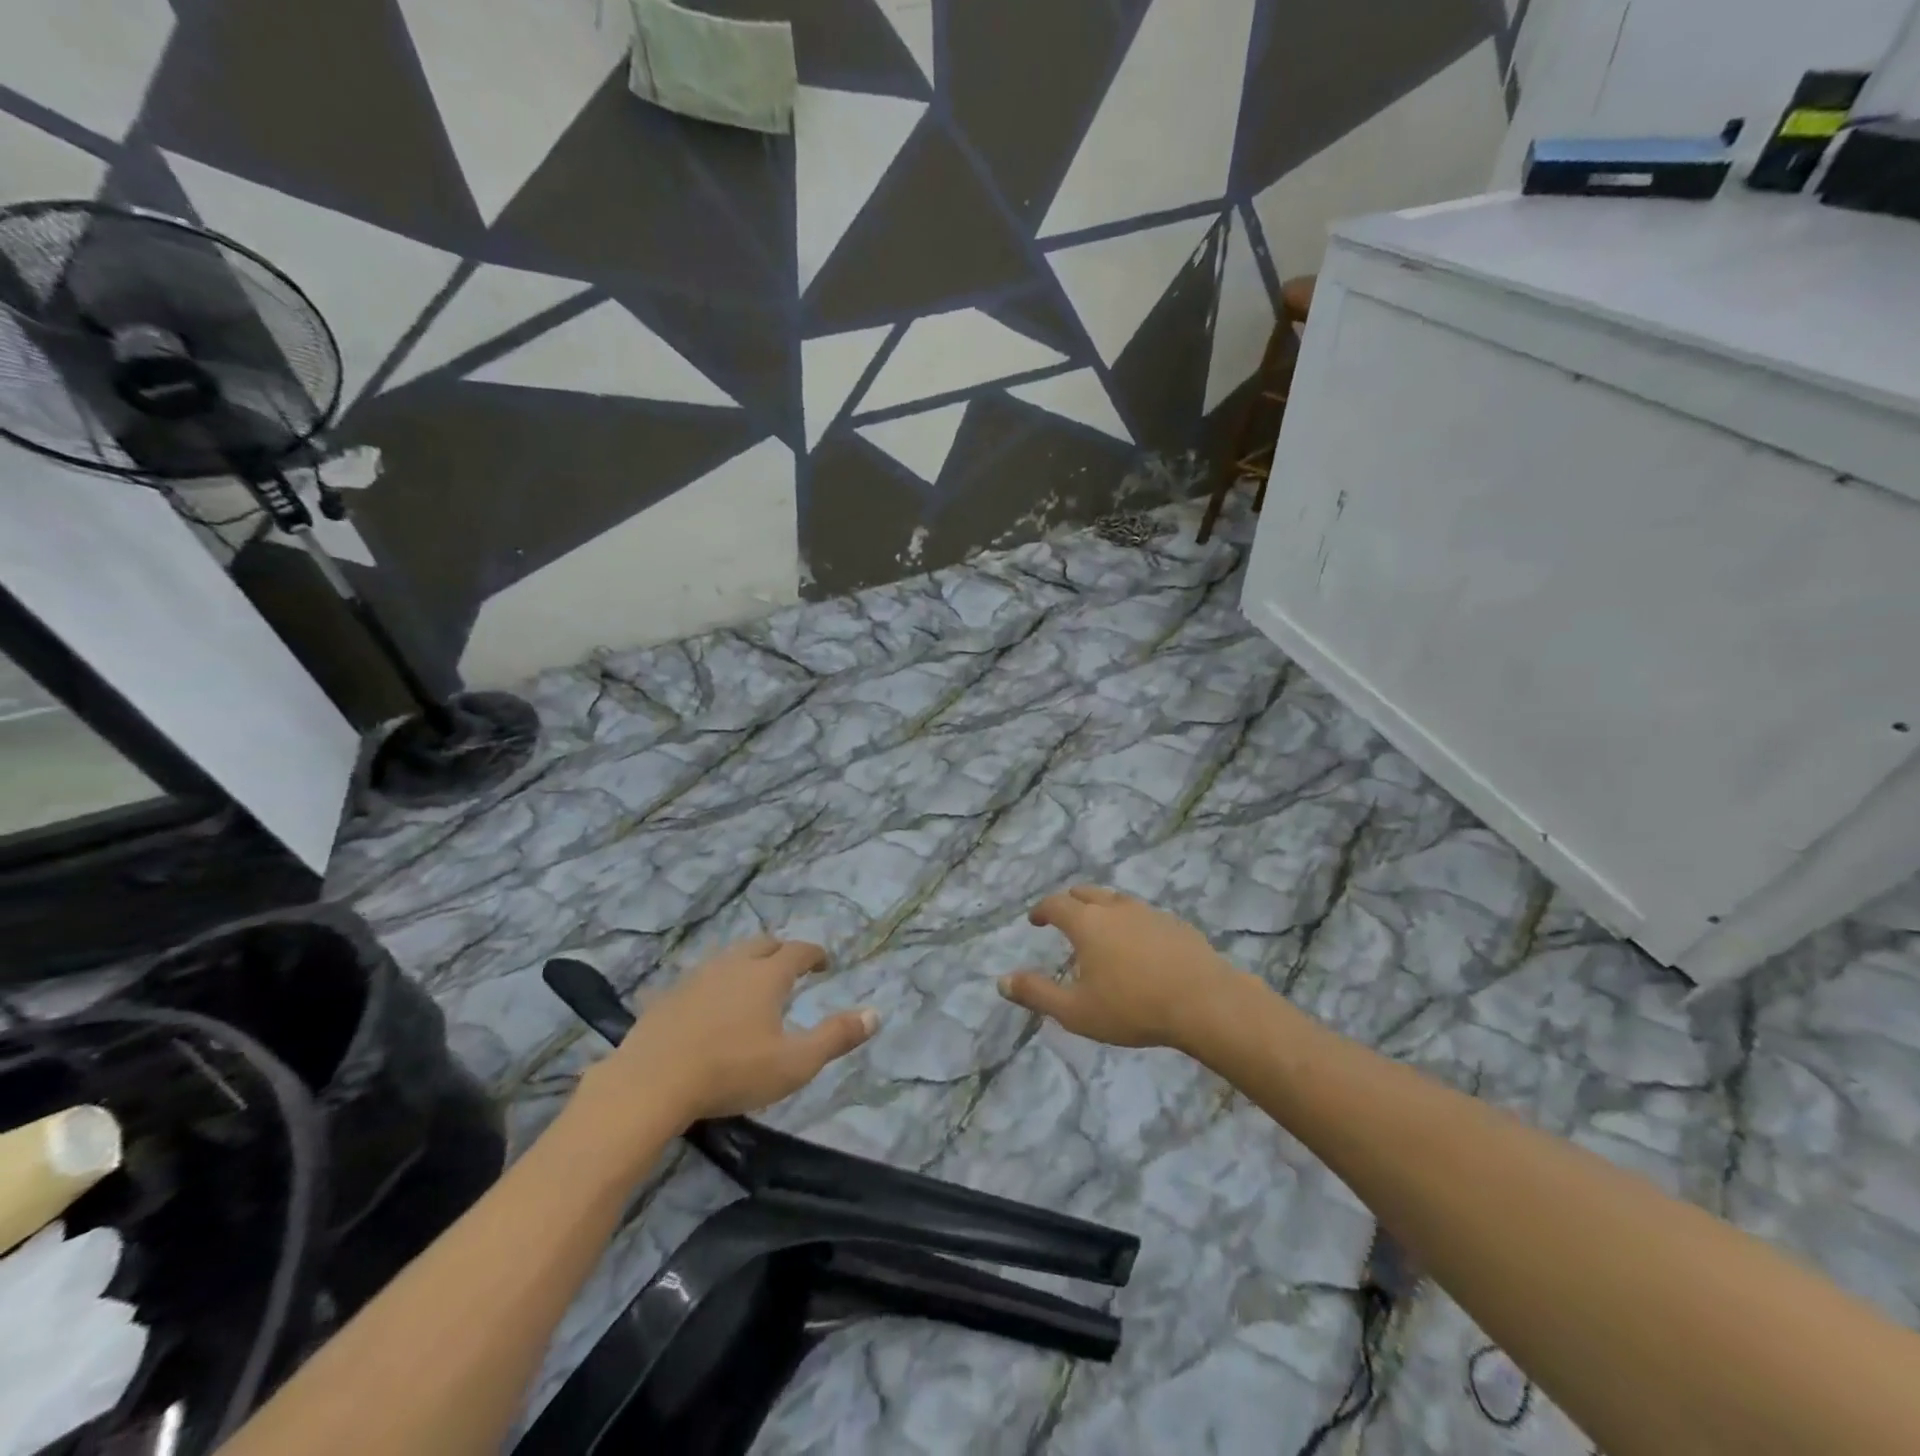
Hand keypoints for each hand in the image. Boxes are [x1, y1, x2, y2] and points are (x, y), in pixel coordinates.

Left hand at [582, 935, 878, 1129]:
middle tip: (790, 967)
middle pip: (762, 944)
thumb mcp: (795, 1063)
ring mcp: (696, 978)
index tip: (824, 964)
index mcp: (767, 975)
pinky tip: (708, 1005)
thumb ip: (836, 1037)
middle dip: (780, 951)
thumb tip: (876, 1013)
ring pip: (728, 957)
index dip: (815, 955)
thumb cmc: (732, 1071)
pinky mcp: (667, 997)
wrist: (651, 1084)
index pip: (798, 951)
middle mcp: (733, 965)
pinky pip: (698, 978)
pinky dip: (714, 983)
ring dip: (745, 963)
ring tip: (751, 983)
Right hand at [999, 886, 1242, 1050]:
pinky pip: (1144, 915)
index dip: (1041, 910)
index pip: (1056, 904)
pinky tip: (1139, 944)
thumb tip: (1001, 981)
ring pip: (1117, 900)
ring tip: (1101, 928)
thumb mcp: (1076, 1011)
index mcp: (1087, 923)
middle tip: (1064, 917)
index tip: (1034, 920)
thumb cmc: (1132, 1007)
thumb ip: (1037, 993)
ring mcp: (1149, 912)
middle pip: (1086, 892)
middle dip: (1070, 901)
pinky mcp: (1176, 924)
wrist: (1205, 1002)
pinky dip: (1131, 922)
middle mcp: (1116, 908)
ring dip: (1102, 908)